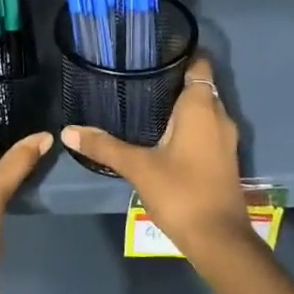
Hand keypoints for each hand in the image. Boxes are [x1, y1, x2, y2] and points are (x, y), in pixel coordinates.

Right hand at [61, 53, 254, 265]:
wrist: (219, 240)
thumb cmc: (181, 192)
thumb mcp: (138, 167)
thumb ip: (104, 146)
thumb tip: (68, 131)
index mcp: (201, 107)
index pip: (199, 64)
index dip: (180, 54)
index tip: (153, 53)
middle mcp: (219, 116)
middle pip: (200, 85)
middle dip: (174, 80)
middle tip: (139, 77)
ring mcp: (225, 139)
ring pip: (204, 109)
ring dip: (181, 105)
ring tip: (145, 103)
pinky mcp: (224, 159)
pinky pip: (206, 129)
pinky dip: (188, 125)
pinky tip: (162, 135)